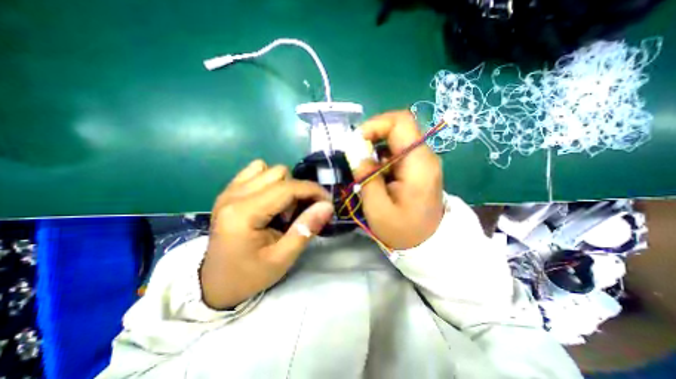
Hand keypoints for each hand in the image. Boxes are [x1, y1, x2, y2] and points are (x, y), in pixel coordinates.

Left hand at [203, 160, 335, 311]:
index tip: (327, 202)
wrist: (216, 284)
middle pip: (279, 173)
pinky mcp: (229, 191)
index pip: (287, 188)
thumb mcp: (283, 258)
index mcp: (243, 213)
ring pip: (268, 169)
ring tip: (282, 208)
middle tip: (297, 214)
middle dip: (297, 190)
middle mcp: (233, 195)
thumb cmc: (250, 275)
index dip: (312, 190)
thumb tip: (327, 206)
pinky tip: (270, 200)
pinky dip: (270, 181)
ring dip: (284, 185)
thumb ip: (306, 229)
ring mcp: (229, 191)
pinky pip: (255, 171)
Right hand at [356, 111, 446, 250]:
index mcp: (418, 164)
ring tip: (364, 168)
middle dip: (372, 135)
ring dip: (375, 148)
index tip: (356, 141)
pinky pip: (397, 151)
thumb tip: (357, 152)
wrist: (427, 243)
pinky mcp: (417, 167)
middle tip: (356, 154)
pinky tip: (375, 174)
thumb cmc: (402, 230)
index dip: (376, 124)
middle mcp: (424, 156)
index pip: (401, 122)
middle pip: (398, 127)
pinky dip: (381, 157)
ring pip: (396, 139)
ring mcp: (422, 161)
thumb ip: (366, 177)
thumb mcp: (377, 208)